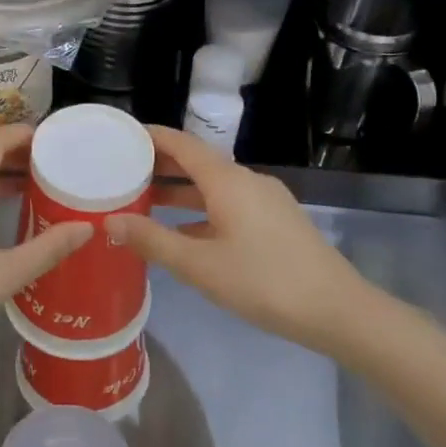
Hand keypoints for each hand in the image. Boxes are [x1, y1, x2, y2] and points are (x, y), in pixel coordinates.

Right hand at [106, 126, 366, 351]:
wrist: (335, 310)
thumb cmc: (263, 281)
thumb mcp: (199, 265)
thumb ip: (152, 240)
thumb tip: (110, 221)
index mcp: (228, 181)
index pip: (183, 144)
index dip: (151, 137)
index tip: (121, 136)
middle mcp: (247, 181)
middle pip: (197, 163)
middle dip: (160, 165)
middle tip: (121, 170)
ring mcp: (265, 202)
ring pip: (213, 187)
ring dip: (179, 191)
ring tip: (142, 200)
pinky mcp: (275, 223)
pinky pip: (228, 205)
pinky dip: (200, 211)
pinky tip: (181, 233)